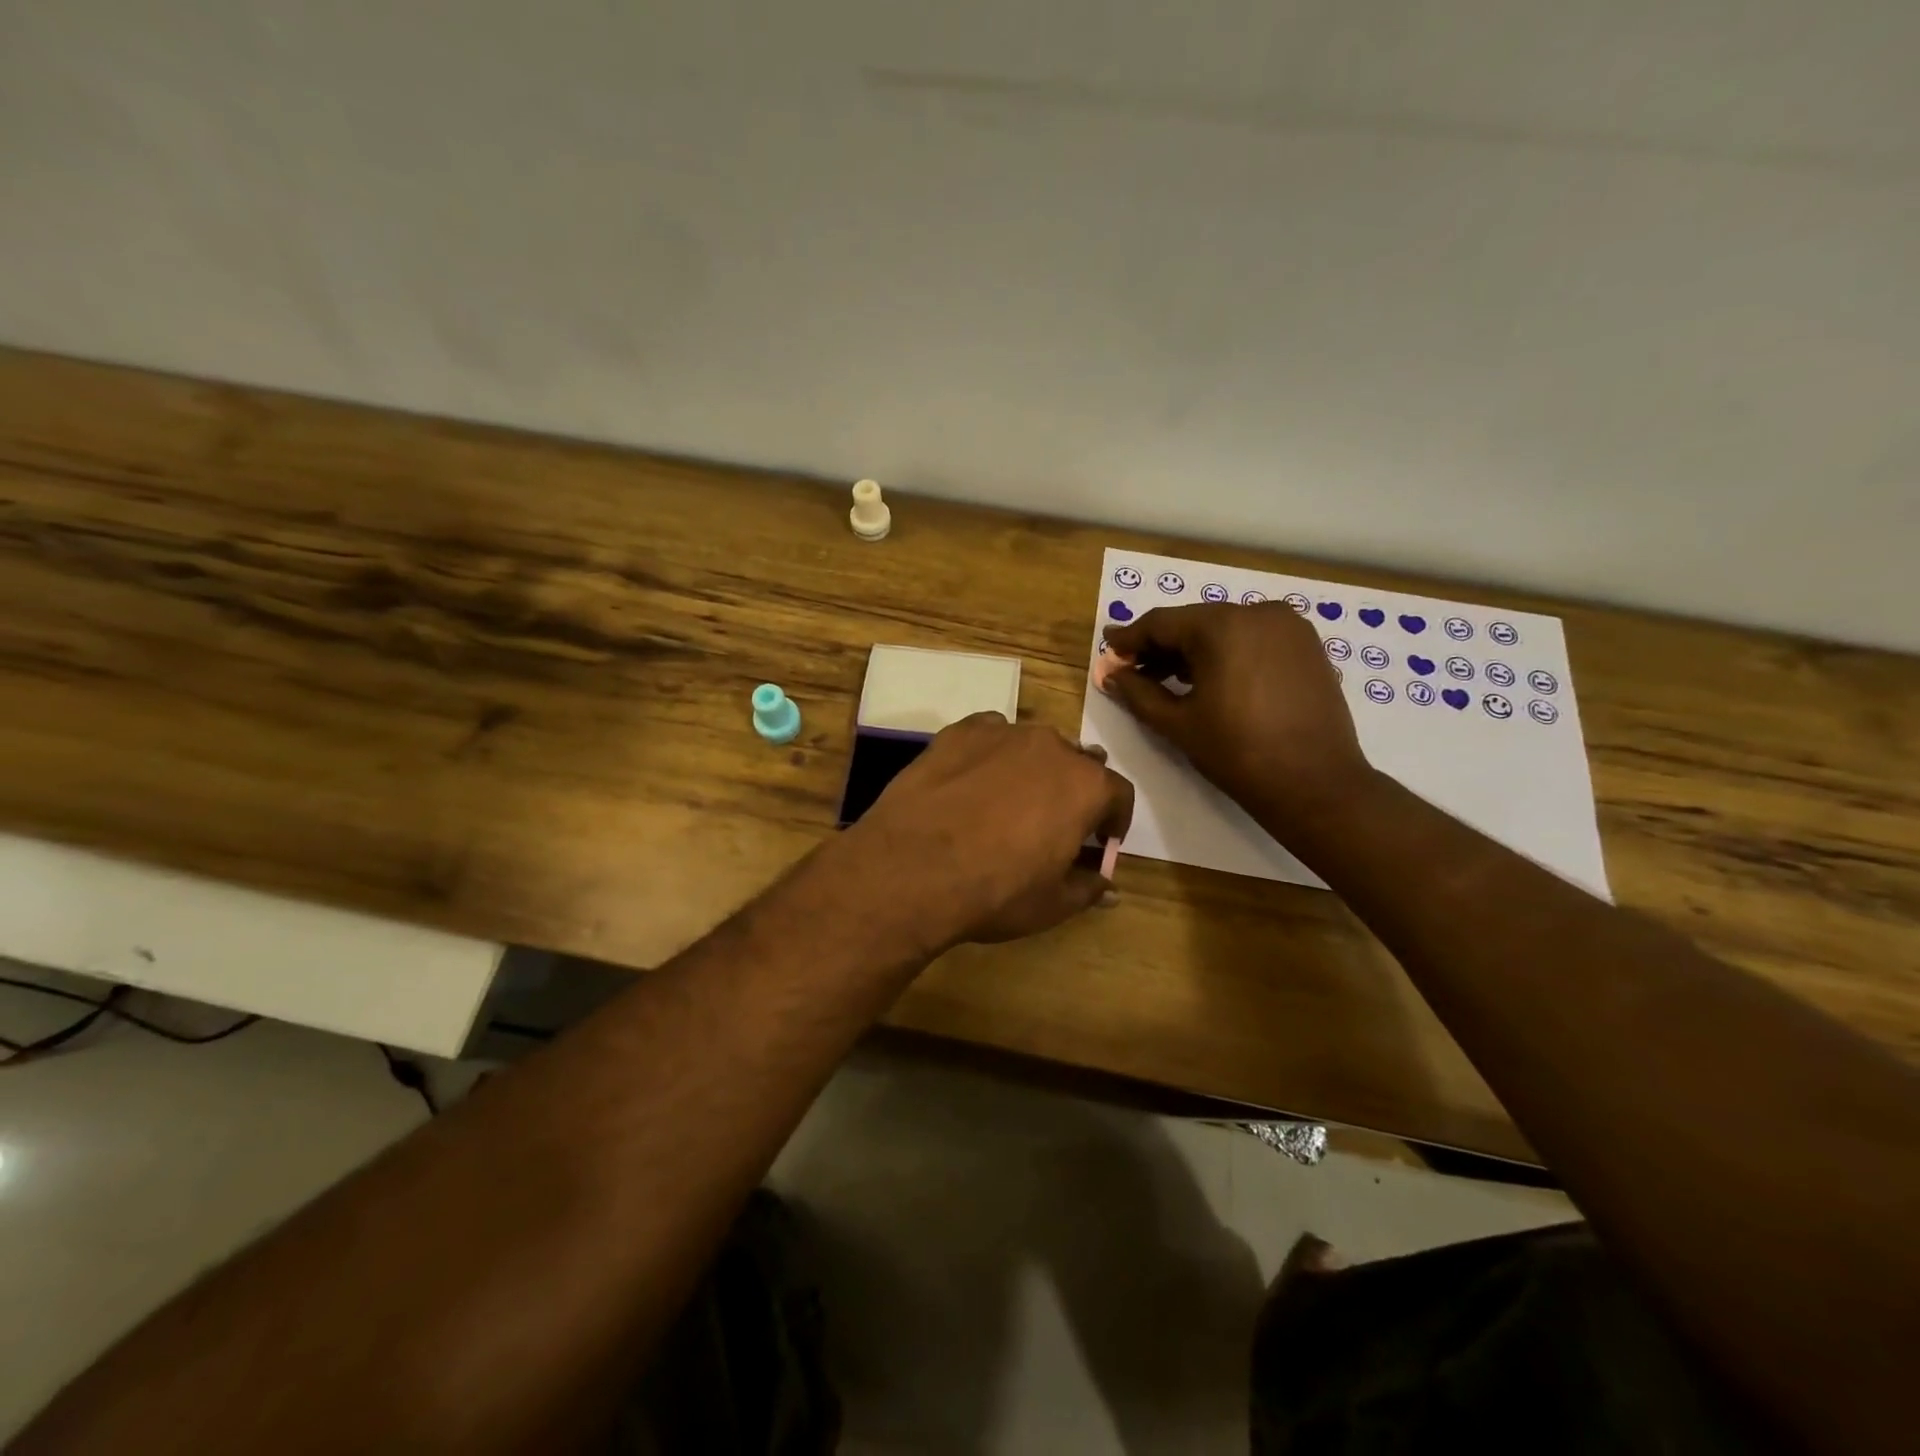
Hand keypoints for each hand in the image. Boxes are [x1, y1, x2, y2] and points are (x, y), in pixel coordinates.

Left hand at [836, 713, 1133, 953]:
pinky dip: (990, 755)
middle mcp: (1050, 746)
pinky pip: (988, 736)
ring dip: (1032, 769)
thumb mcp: (1052, 904)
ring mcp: (1002, 732)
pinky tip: (971, 783)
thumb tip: (1108, 888)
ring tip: (1008, 802)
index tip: (1100, 841)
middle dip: (1073, 791)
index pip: (1118, 793)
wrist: (911, 868)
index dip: (1114, 820)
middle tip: (1053, 824)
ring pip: (1031, 746)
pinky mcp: (958, 732)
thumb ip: (1088, 888)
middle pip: (1076, 763)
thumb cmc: (995, 891)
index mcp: (1085, 785)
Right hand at [1101, 602, 1373, 835]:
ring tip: (1169, 681)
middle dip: (1161, 646)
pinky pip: (1253, 639)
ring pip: (1225, 629)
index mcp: (1222, 625)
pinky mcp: (1307, 645)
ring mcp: (1288, 626)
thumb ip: (1137, 692)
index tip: (1108, 651)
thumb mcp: (1177, 723)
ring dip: (1193, 650)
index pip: (1161, 623)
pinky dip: (1227, 653)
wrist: (1315, 784)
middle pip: (1194, 622)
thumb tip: (1110, 674)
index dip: (1130, 639)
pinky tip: (1211, 680)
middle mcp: (1257, 612)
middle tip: (1134, 671)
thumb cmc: (1237, 753)